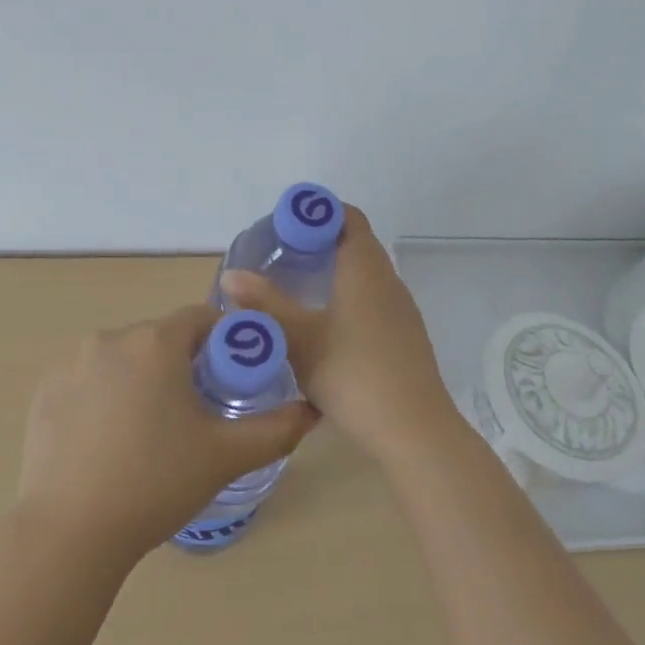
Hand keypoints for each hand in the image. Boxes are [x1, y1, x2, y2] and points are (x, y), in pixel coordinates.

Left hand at [16, 304, 319, 564]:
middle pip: (160, 338)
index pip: (200, 318)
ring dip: (142, 379)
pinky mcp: (45, 391)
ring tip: (149, 433)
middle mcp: (111, 338)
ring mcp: (71, 363)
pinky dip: (104, 397)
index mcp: (156, 342)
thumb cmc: (155, 483)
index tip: (232, 377)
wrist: (69, 533)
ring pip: (123, 359)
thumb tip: (309, 411)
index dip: (224, 341)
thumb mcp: (225, 456)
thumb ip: (275, 429)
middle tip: (195, 414)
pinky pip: (88, 381)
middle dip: (182, 365)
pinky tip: (108, 442)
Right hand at [220, 205, 460, 469]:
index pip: (349, 217)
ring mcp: (401, 310)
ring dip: (335, 270)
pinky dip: (348, 296)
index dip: (320, 212)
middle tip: (282, 254)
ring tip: (297, 285)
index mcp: (365, 269)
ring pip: (366, 274)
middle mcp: (388, 281)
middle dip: (321, 241)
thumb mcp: (300, 340)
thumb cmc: (353, 375)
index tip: (288, 224)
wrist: (414, 432)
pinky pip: (373, 299)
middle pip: (357, 243)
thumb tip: (231, 274)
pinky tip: (325, 324)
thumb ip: (266, 304)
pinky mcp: (404, 336)